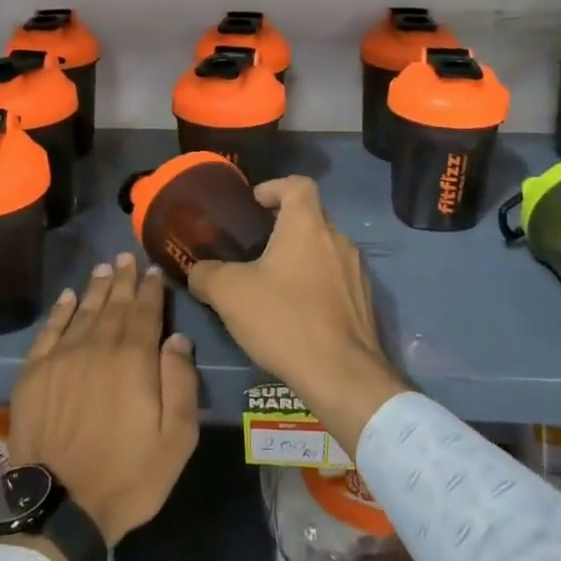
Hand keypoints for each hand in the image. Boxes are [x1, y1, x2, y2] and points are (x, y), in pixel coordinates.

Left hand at [6, 254, 199, 546]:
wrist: (61, 504)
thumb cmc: (128, 476)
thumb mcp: (176, 438)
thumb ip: (180, 382)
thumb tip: (178, 337)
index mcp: (134, 360)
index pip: (145, 312)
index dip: (151, 289)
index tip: (153, 270)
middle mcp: (97, 347)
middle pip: (114, 305)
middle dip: (123, 280)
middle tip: (127, 257)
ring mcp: (62, 358)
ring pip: (83, 311)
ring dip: (96, 288)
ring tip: (104, 269)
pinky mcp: (34, 373)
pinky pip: (50, 331)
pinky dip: (60, 311)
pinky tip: (68, 297)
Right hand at [187, 177, 404, 453]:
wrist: (342, 375)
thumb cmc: (284, 320)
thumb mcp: (229, 294)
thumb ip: (206, 274)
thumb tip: (196, 270)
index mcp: (307, 226)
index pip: (298, 184)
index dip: (274, 187)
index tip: (254, 204)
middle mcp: (338, 240)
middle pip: (310, 217)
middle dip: (282, 226)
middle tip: (253, 247)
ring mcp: (356, 272)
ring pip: (323, 250)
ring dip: (299, 257)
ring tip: (271, 282)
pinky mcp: (364, 302)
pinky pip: (335, 279)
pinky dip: (314, 283)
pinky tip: (294, 311)